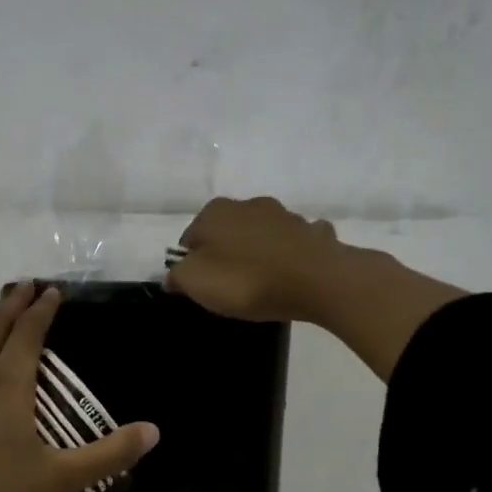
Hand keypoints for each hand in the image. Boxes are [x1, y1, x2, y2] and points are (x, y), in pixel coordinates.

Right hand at [168, 195, 468, 380]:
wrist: (318, 281)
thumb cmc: (247, 280)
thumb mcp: (196, 282)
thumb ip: (178, 276)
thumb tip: (173, 275)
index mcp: (216, 212)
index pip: (191, 237)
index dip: (191, 262)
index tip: (200, 286)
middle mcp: (249, 204)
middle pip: (226, 232)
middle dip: (225, 253)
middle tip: (228, 287)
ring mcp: (285, 216)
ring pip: (261, 235)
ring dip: (258, 252)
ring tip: (260, 283)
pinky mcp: (313, 233)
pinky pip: (294, 245)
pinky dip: (289, 256)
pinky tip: (292, 275)